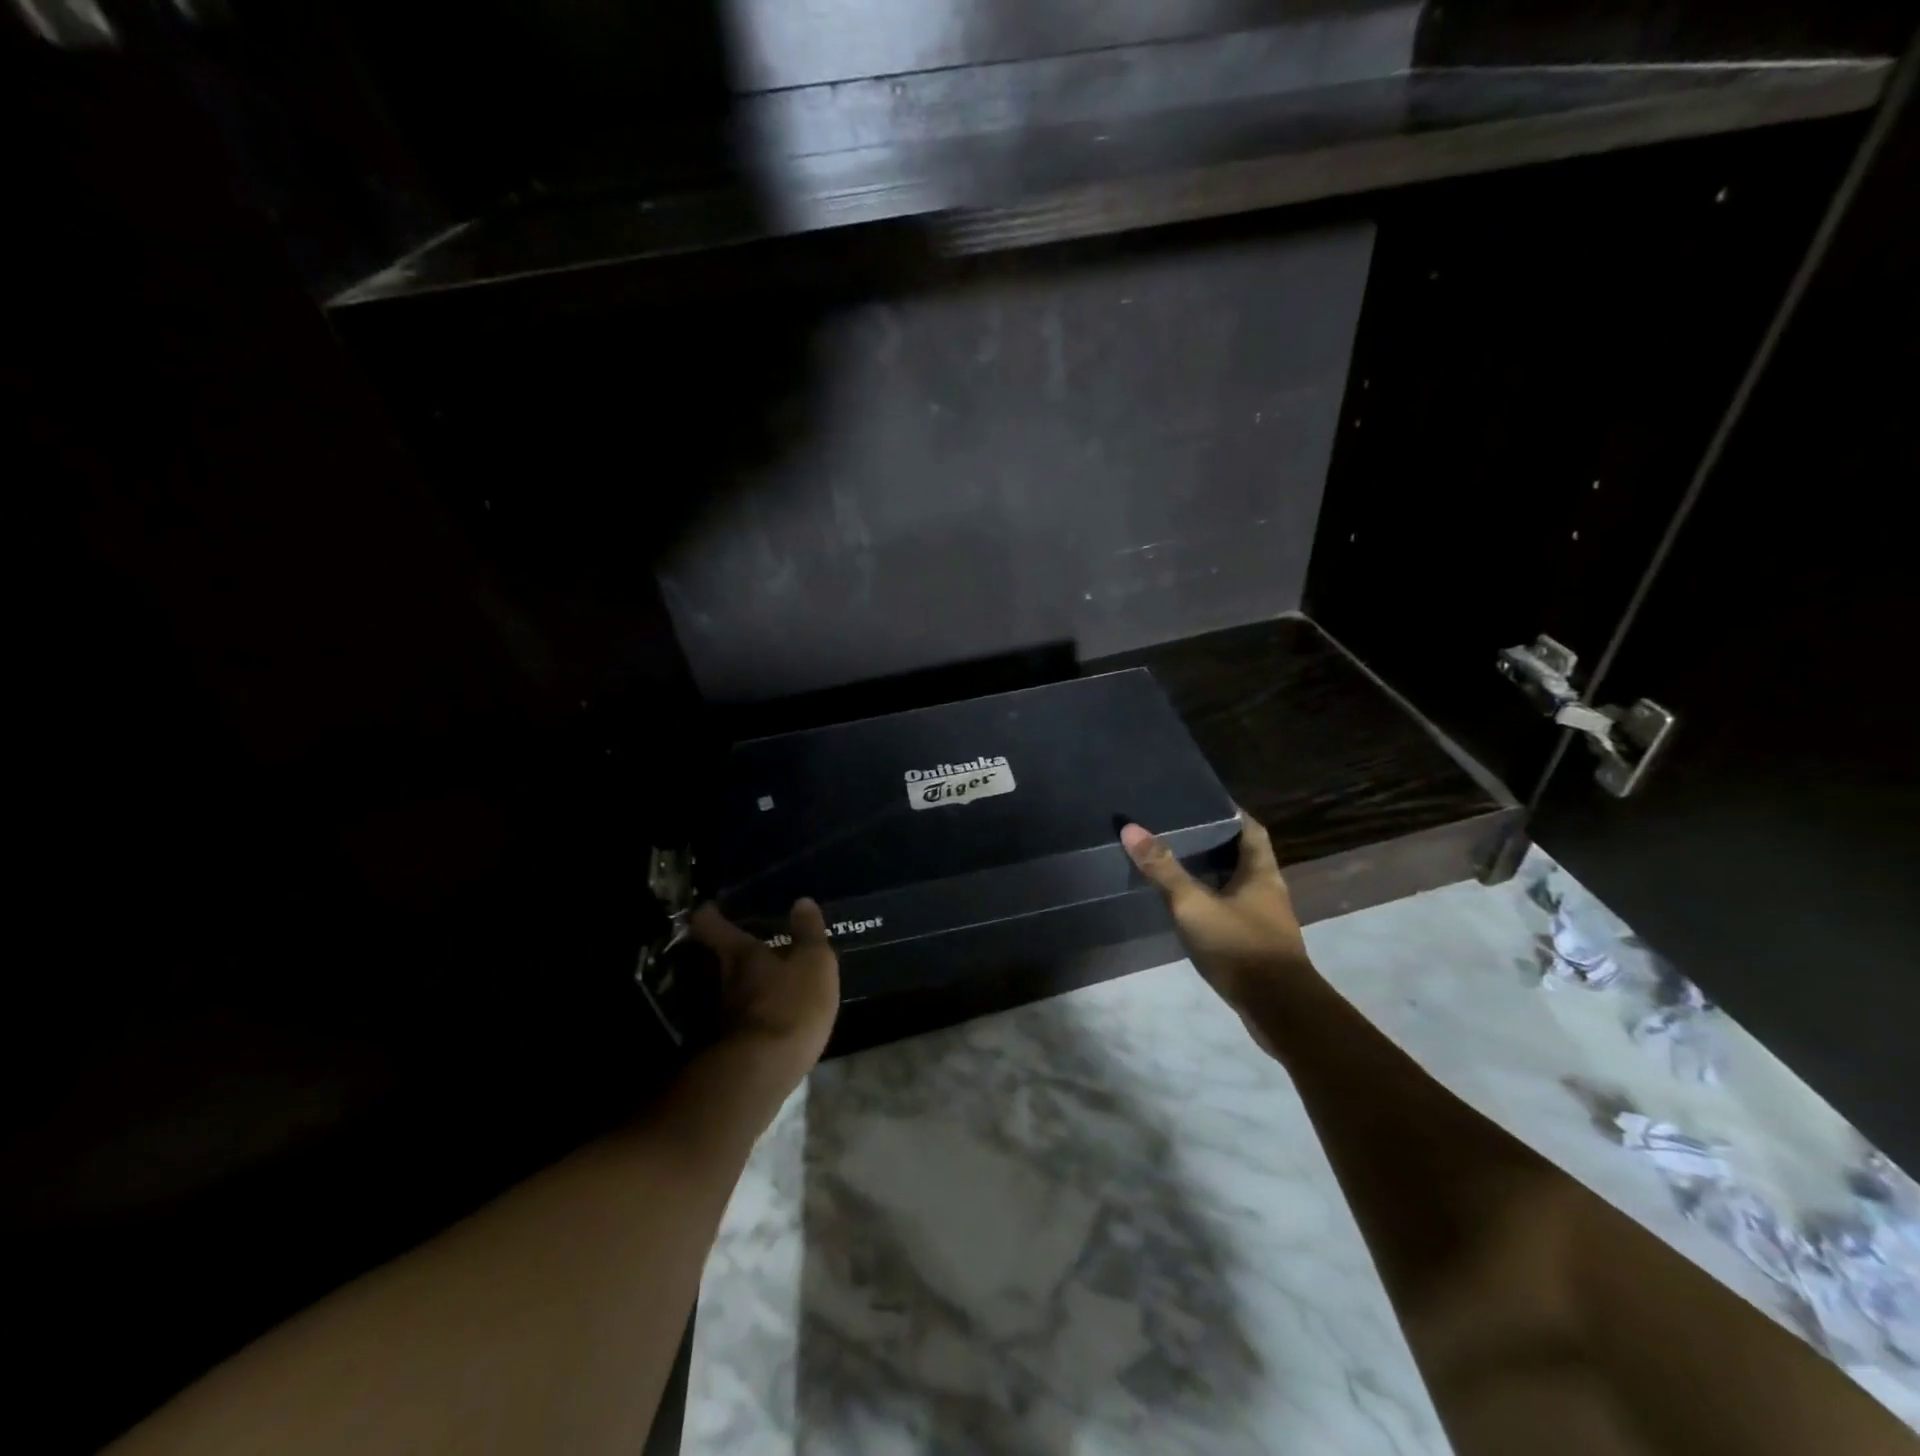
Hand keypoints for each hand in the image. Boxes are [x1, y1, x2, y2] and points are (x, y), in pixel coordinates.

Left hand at [688, 899, 840, 1087]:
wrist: (762, 1072)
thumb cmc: (790, 1004)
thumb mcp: (813, 963)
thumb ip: (809, 933)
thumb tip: (802, 901)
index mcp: (740, 954)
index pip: (710, 925)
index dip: (709, 914)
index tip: (711, 907)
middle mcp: (721, 980)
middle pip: (716, 958)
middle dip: (729, 951)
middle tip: (748, 943)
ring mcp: (720, 1015)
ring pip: (727, 989)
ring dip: (742, 985)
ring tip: (764, 982)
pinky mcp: (728, 1045)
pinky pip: (738, 1018)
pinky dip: (750, 1014)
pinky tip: (768, 1016)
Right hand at [1120, 812, 1313, 1034]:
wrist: (1279, 1011)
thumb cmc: (1240, 947)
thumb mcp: (1194, 905)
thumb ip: (1163, 869)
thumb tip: (1131, 828)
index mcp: (1261, 872)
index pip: (1250, 829)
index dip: (1230, 812)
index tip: (1201, 800)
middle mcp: (1268, 891)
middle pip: (1242, 855)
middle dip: (1214, 842)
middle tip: (1177, 829)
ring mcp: (1264, 920)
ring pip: (1236, 885)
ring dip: (1211, 874)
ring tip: (1174, 863)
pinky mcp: (1256, 945)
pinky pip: (1231, 911)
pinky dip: (1211, 902)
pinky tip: (1187, 907)